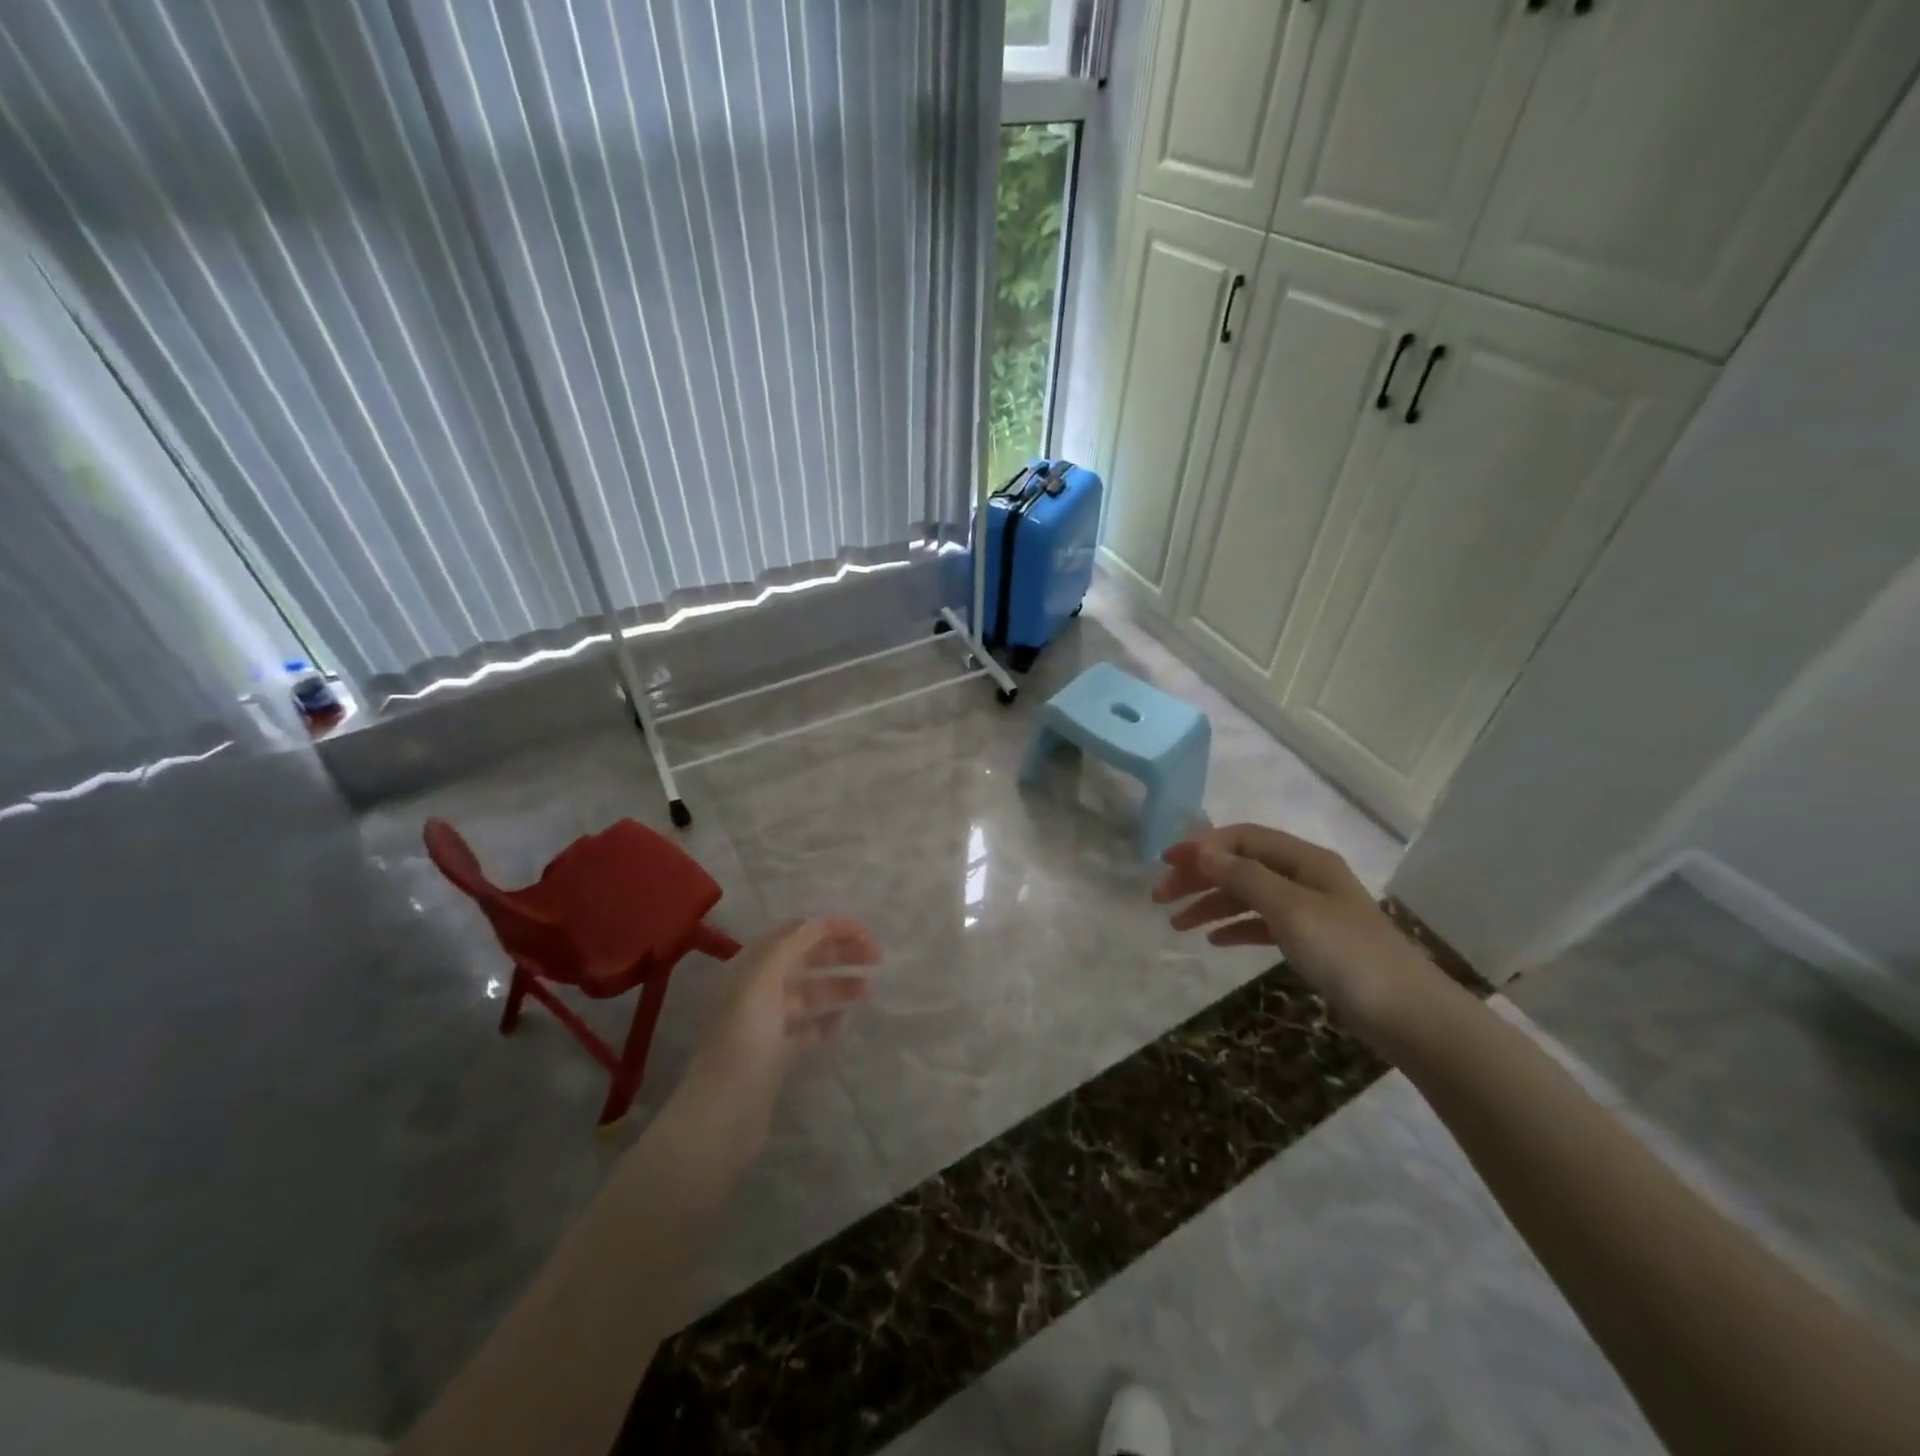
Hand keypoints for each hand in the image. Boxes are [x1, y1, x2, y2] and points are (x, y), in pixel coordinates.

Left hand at [666, 917, 879, 1152]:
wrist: (722, 1114)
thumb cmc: (743, 1041)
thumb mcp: (762, 982)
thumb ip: (791, 946)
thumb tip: (819, 923)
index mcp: (751, 967)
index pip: (796, 933)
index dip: (830, 928)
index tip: (866, 934)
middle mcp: (758, 989)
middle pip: (805, 960)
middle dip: (840, 953)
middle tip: (877, 957)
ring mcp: (767, 1024)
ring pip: (809, 993)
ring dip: (838, 985)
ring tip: (868, 989)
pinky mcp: (776, 1055)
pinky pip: (807, 1029)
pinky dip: (827, 1021)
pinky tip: (844, 1023)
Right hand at [1152, 824, 1441, 1038]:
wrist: (1407, 1014)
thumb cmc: (1345, 952)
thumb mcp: (1289, 908)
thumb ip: (1243, 876)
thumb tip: (1201, 850)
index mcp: (1304, 859)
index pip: (1242, 838)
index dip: (1202, 846)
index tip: (1165, 863)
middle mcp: (1305, 876)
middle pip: (1241, 865)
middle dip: (1200, 877)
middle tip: (1161, 896)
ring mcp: (1309, 909)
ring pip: (1248, 896)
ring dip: (1211, 905)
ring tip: (1177, 924)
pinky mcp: (1312, 941)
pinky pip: (1263, 924)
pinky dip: (1236, 928)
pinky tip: (1215, 941)